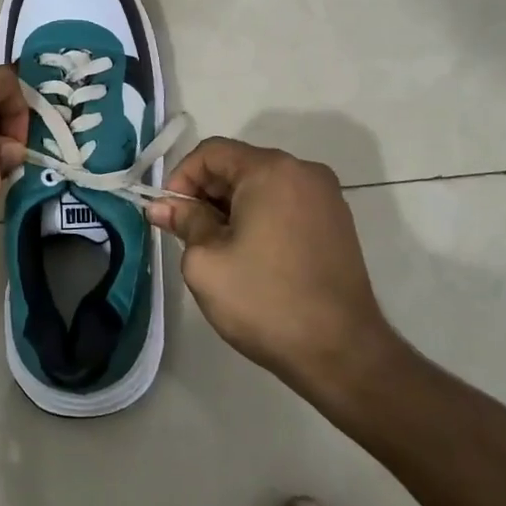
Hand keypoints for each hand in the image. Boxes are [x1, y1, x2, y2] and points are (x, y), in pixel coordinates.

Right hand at [146, 138, 397, 394]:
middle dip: (206, 194)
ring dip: (232, 208)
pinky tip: (251, 255)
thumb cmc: (265, 301)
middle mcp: (303, 171)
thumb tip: (162, 206)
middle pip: (238, 165)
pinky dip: (260, 218)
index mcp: (271, 170)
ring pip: (262, 186)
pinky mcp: (337, 223)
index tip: (169, 215)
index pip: (211, 152)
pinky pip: (285, 204)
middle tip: (187, 234)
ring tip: (218, 249)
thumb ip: (184, 222)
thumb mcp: (206, 261)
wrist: (342, 354)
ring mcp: (326, 197)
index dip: (181, 178)